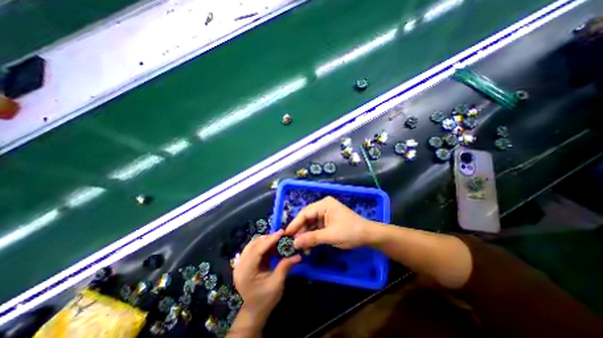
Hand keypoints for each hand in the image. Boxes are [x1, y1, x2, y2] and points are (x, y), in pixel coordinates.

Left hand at [235, 230, 304, 326]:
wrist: (252, 314)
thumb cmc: (264, 301)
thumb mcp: (276, 284)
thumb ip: (285, 266)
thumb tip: (298, 255)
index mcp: (246, 271)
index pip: (258, 249)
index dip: (270, 239)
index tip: (282, 232)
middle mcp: (240, 265)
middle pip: (253, 244)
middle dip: (268, 238)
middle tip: (281, 236)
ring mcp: (241, 264)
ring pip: (253, 245)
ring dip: (265, 241)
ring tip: (278, 240)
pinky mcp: (245, 264)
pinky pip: (254, 250)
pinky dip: (263, 246)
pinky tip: (273, 247)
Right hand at [286, 197, 375, 249]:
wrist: (368, 236)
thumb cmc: (350, 232)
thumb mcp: (330, 236)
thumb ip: (311, 238)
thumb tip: (294, 243)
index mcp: (324, 205)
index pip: (305, 213)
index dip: (295, 224)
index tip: (286, 234)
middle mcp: (323, 207)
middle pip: (307, 218)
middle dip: (300, 231)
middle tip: (292, 243)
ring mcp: (325, 214)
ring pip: (311, 224)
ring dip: (306, 235)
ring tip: (299, 247)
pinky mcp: (328, 221)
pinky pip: (316, 228)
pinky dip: (312, 236)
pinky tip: (308, 246)